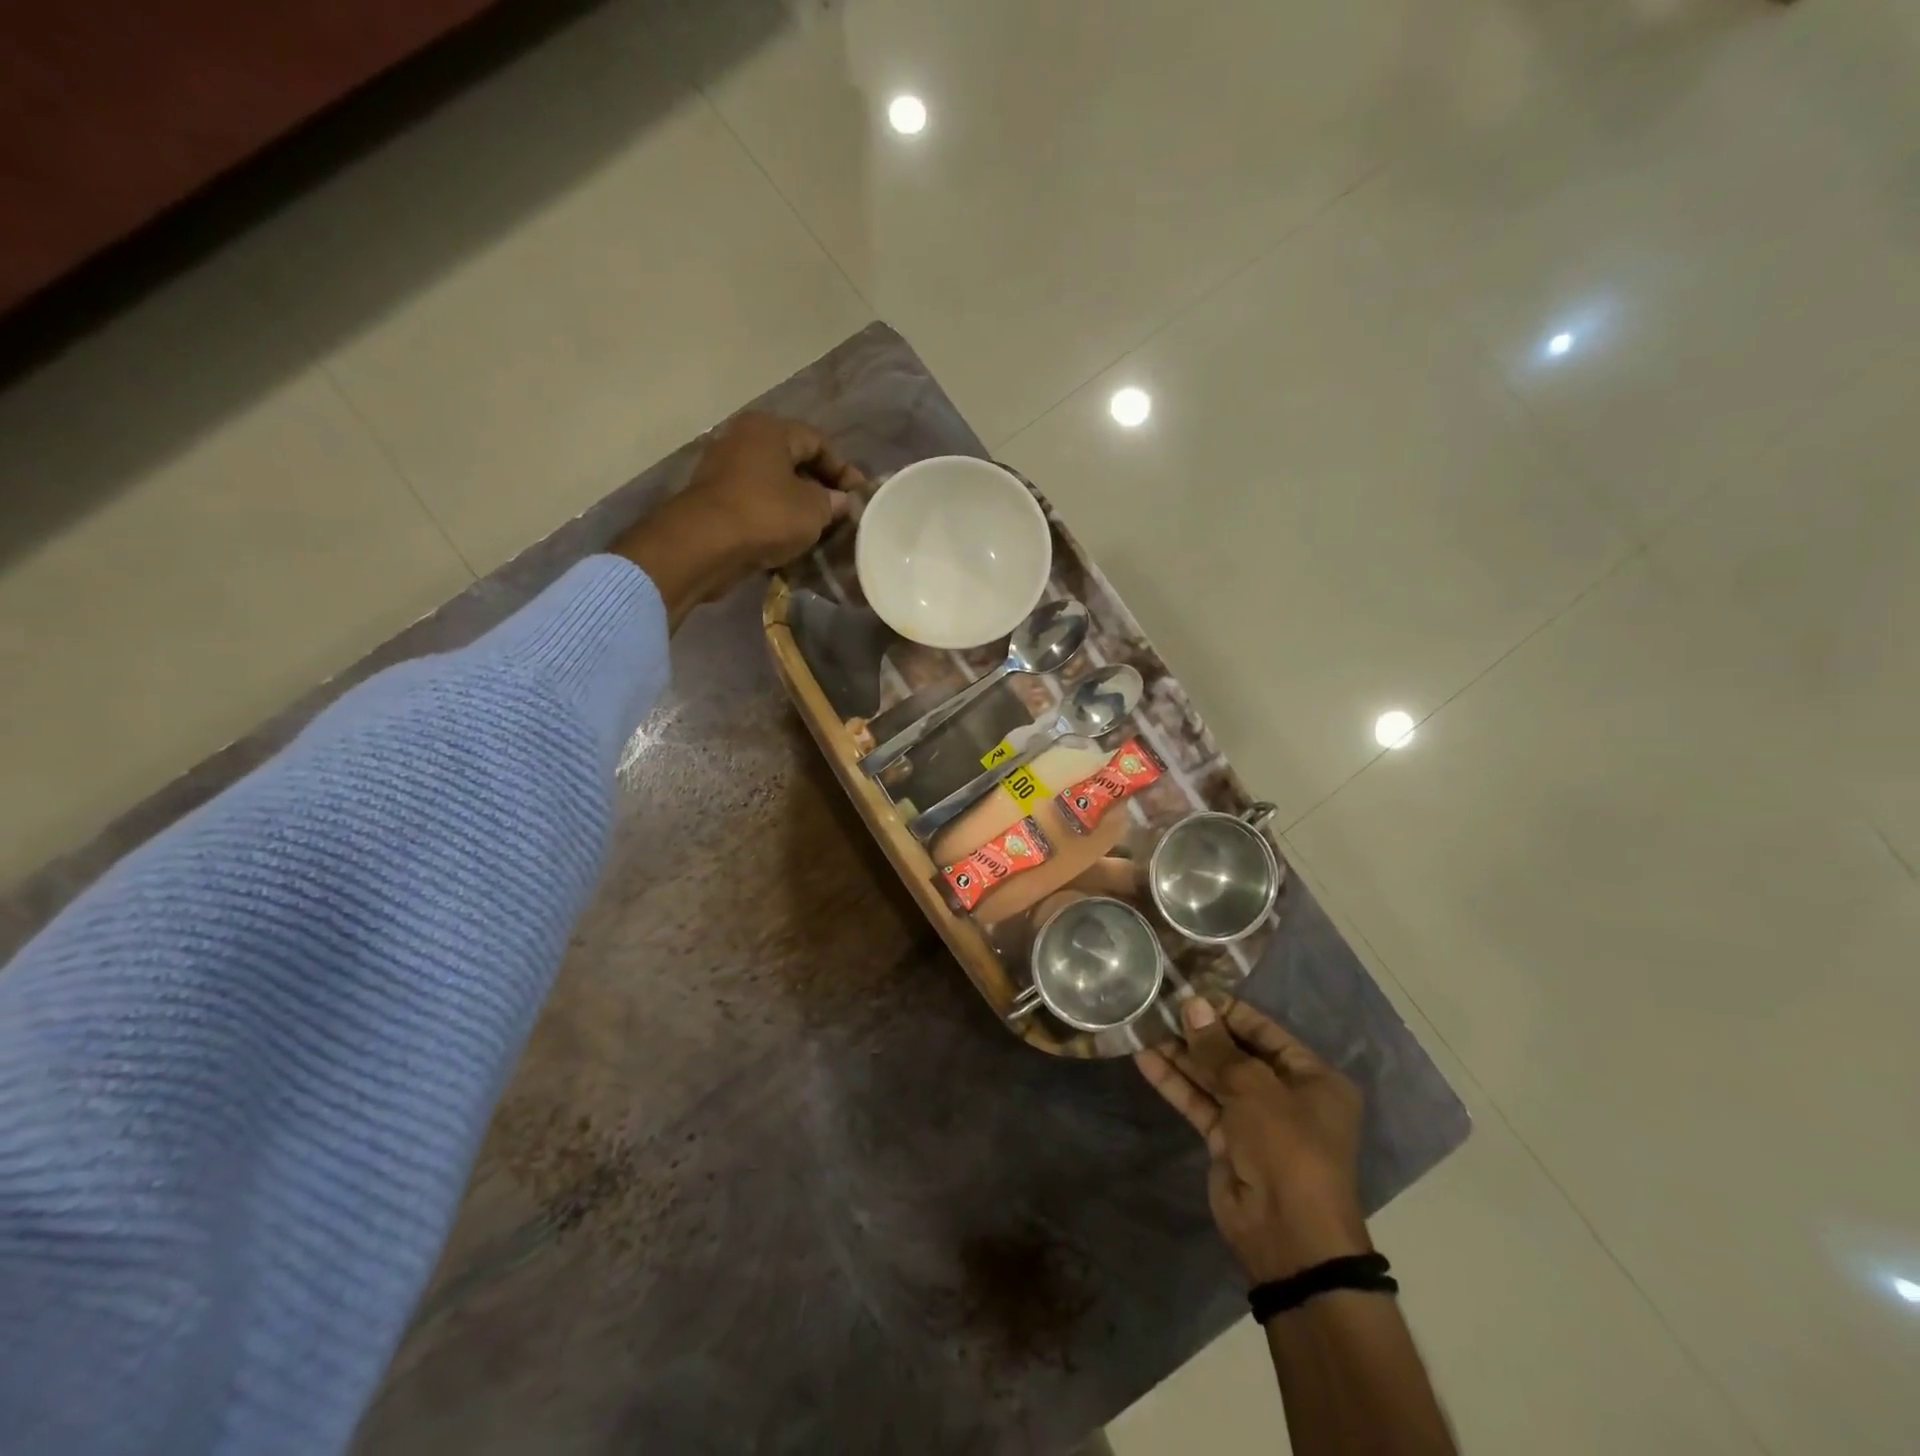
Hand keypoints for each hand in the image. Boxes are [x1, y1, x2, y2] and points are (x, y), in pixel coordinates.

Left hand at [613, 412, 865, 626]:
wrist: (704, 545)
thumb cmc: (766, 515)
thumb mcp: (813, 509)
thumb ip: (832, 502)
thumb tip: (840, 501)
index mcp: (770, 429)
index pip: (818, 442)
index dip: (843, 470)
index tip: (859, 497)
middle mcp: (743, 440)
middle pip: (793, 461)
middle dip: (820, 488)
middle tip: (840, 514)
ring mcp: (724, 469)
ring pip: (773, 484)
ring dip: (796, 506)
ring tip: (818, 530)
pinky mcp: (714, 500)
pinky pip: (755, 504)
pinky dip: (774, 518)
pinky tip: (789, 539)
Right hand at [1137, 997, 1370, 1284]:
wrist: (1288, 1235)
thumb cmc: (1287, 1146)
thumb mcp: (1254, 1088)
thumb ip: (1218, 1047)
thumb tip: (1192, 1004)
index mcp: (1313, 1078)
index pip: (1264, 1031)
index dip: (1227, 1011)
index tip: (1188, 992)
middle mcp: (1287, 1095)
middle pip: (1235, 1053)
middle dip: (1198, 1032)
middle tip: (1159, 1006)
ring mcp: (1255, 1120)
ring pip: (1213, 1078)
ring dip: (1181, 1055)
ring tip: (1144, 1025)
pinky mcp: (1228, 1142)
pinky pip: (1200, 1103)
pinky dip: (1175, 1083)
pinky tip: (1145, 1059)